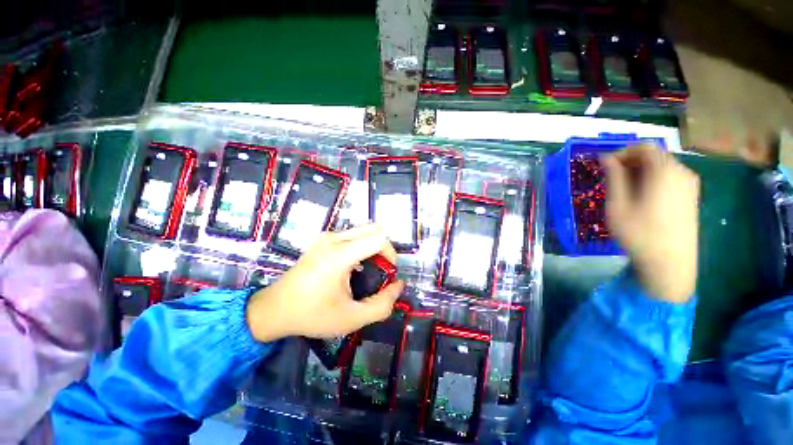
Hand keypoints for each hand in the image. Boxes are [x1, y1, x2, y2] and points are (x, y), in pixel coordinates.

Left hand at [246, 224, 403, 341]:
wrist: (274, 309)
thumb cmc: (312, 314)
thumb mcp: (351, 318)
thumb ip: (381, 305)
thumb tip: (399, 285)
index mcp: (340, 254)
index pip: (379, 238)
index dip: (391, 254)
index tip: (388, 274)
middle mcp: (334, 238)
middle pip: (374, 229)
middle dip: (384, 248)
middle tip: (381, 270)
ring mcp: (326, 236)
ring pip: (363, 230)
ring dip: (373, 246)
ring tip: (368, 269)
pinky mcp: (322, 239)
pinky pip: (352, 234)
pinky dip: (362, 245)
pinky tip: (354, 266)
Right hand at [602, 144, 699, 302]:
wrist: (671, 264)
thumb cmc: (639, 234)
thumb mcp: (618, 205)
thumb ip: (614, 178)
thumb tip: (606, 158)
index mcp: (664, 171)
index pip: (644, 147)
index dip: (622, 152)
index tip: (605, 166)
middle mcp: (682, 172)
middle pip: (655, 155)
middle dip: (630, 162)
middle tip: (611, 179)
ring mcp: (690, 185)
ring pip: (662, 167)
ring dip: (641, 172)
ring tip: (624, 190)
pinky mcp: (691, 196)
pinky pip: (670, 178)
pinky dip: (653, 180)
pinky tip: (642, 197)